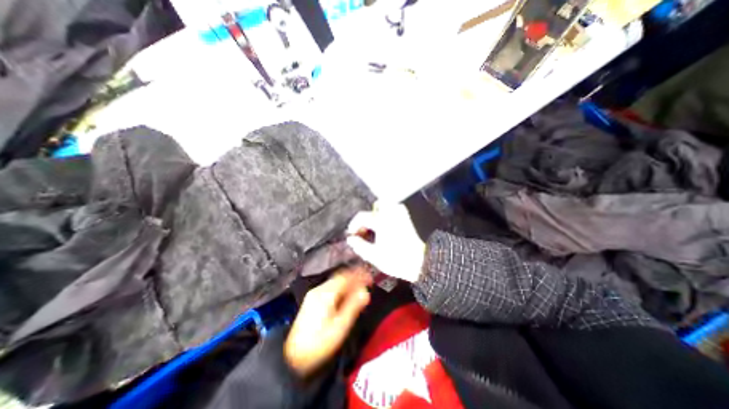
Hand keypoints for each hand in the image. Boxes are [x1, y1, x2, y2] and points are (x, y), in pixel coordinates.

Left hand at [284, 270, 371, 378]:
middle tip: (367, 283)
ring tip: (360, 288)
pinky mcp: (312, 301)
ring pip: (335, 282)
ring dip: (348, 283)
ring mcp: (314, 295)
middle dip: (354, 278)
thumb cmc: (319, 343)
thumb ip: (353, 307)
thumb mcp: (340, 326)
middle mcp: (319, 290)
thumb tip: (365, 292)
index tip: (370, 278)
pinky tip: (346, 295)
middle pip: (340, 277)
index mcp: (326, 293)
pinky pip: (330, 288)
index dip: (359, 275)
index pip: (345, 277)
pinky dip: (341, 288)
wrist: (292, 357)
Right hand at [345, 202, 425, 282]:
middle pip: (378, 204)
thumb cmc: (395, 260)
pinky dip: (390, 212)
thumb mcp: (374, 255)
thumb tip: (350, 239)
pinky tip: (387, 224)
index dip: (354, 225)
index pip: (363, 217)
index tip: (351, 233)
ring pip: (389, 204)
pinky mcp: (407, 220)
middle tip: (366, 227)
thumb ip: (360, 246)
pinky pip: (397, 208)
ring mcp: (401, 216)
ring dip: (380, 212)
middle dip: (370, 213)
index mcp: (381, 222)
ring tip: (376, 225)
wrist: (419, 263)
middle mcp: (391, 215)